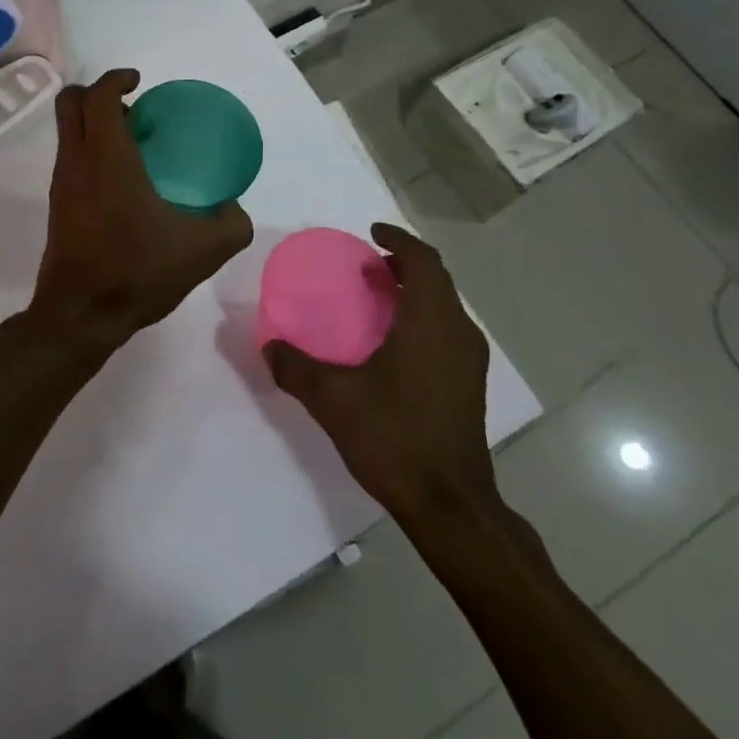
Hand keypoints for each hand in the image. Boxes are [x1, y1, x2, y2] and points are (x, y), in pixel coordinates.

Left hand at [29, 69, 252, 355]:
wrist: (80, 315)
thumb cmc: (136, 271)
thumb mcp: (201, 250)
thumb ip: (230, 224)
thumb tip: (235, 210)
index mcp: (106, 157)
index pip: (98, 96)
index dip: (115, 78)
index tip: (139, 82)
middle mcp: (76, 161)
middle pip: (70, 104)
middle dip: (97, 93)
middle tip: (133, 108)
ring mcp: (62, 184)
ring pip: (68, 132)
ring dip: (94, 124)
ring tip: (134, 145)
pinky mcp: (58, 206)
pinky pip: (71, 159)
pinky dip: (91, 151)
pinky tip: (124, 183)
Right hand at [264, 223, 496, 519]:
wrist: (451, 506)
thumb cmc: (394, 439)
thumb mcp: (332, 399)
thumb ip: (295, 367)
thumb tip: (268, 345)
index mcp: (430, 322)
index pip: (423, 261)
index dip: (399, 239)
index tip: (371, 233)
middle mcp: (457, 332)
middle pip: (437, 279)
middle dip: (404, 263)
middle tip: (367, 265)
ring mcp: (469, 361)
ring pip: (444, 306)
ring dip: (414, 291)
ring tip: (377, 296)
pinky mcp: (469, 384)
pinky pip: (447, 329)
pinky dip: (422, 317)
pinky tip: (393, 342)